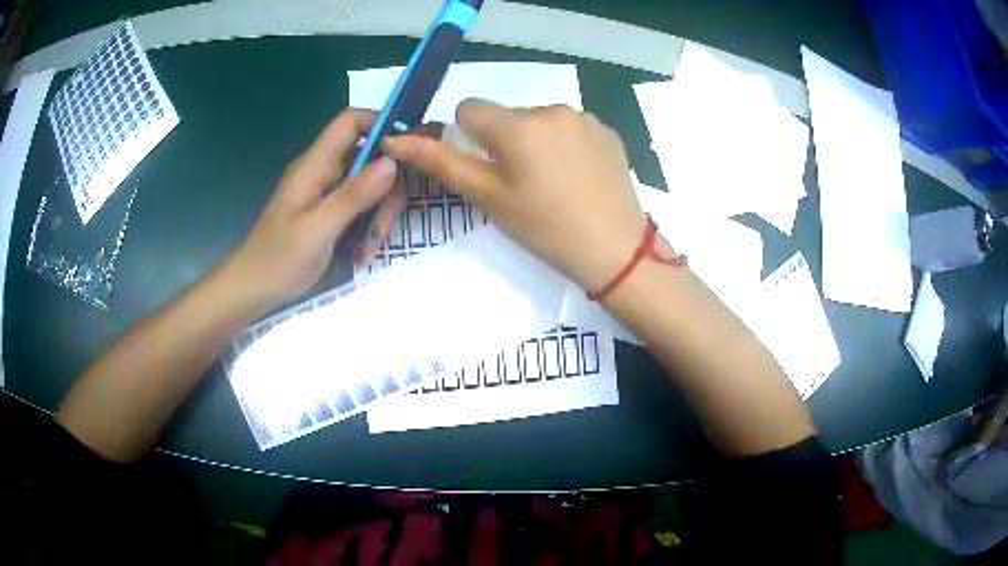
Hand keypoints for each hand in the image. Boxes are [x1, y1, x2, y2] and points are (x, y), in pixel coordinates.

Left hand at [223, 109, 404, 309]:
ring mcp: (324, 194)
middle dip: (385, 189)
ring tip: (368, 248)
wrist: (250, 291)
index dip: (381, 123)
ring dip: (376, 216)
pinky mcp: (325, 214)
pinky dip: (365, 229)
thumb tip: (392, 162)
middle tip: (383, 226)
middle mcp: (321, 173)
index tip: (408, 151)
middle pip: (366, 159)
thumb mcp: (318, 230)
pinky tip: (360, 254)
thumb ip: (354, 195)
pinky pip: (357, 209)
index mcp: (314, 166)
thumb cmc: (277, 260)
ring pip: (367, 187)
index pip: (350, 122)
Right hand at [383, 99, 646, 292]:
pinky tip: (577, 177)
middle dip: (503, 141)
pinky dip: (564, 145)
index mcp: (517, 125)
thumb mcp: (489, 198)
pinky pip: (569, 128)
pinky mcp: (606, 131)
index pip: (470, 108)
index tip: (485, 168)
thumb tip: (396, 140)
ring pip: (539, 121)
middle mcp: (551, 109)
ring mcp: (584, 118)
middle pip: (506, 115)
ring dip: (535, 142)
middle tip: (521, 184)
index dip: (467, 136)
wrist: (616, 250)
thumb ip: (442, 163)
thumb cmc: (545, 228)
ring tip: (552, 183)